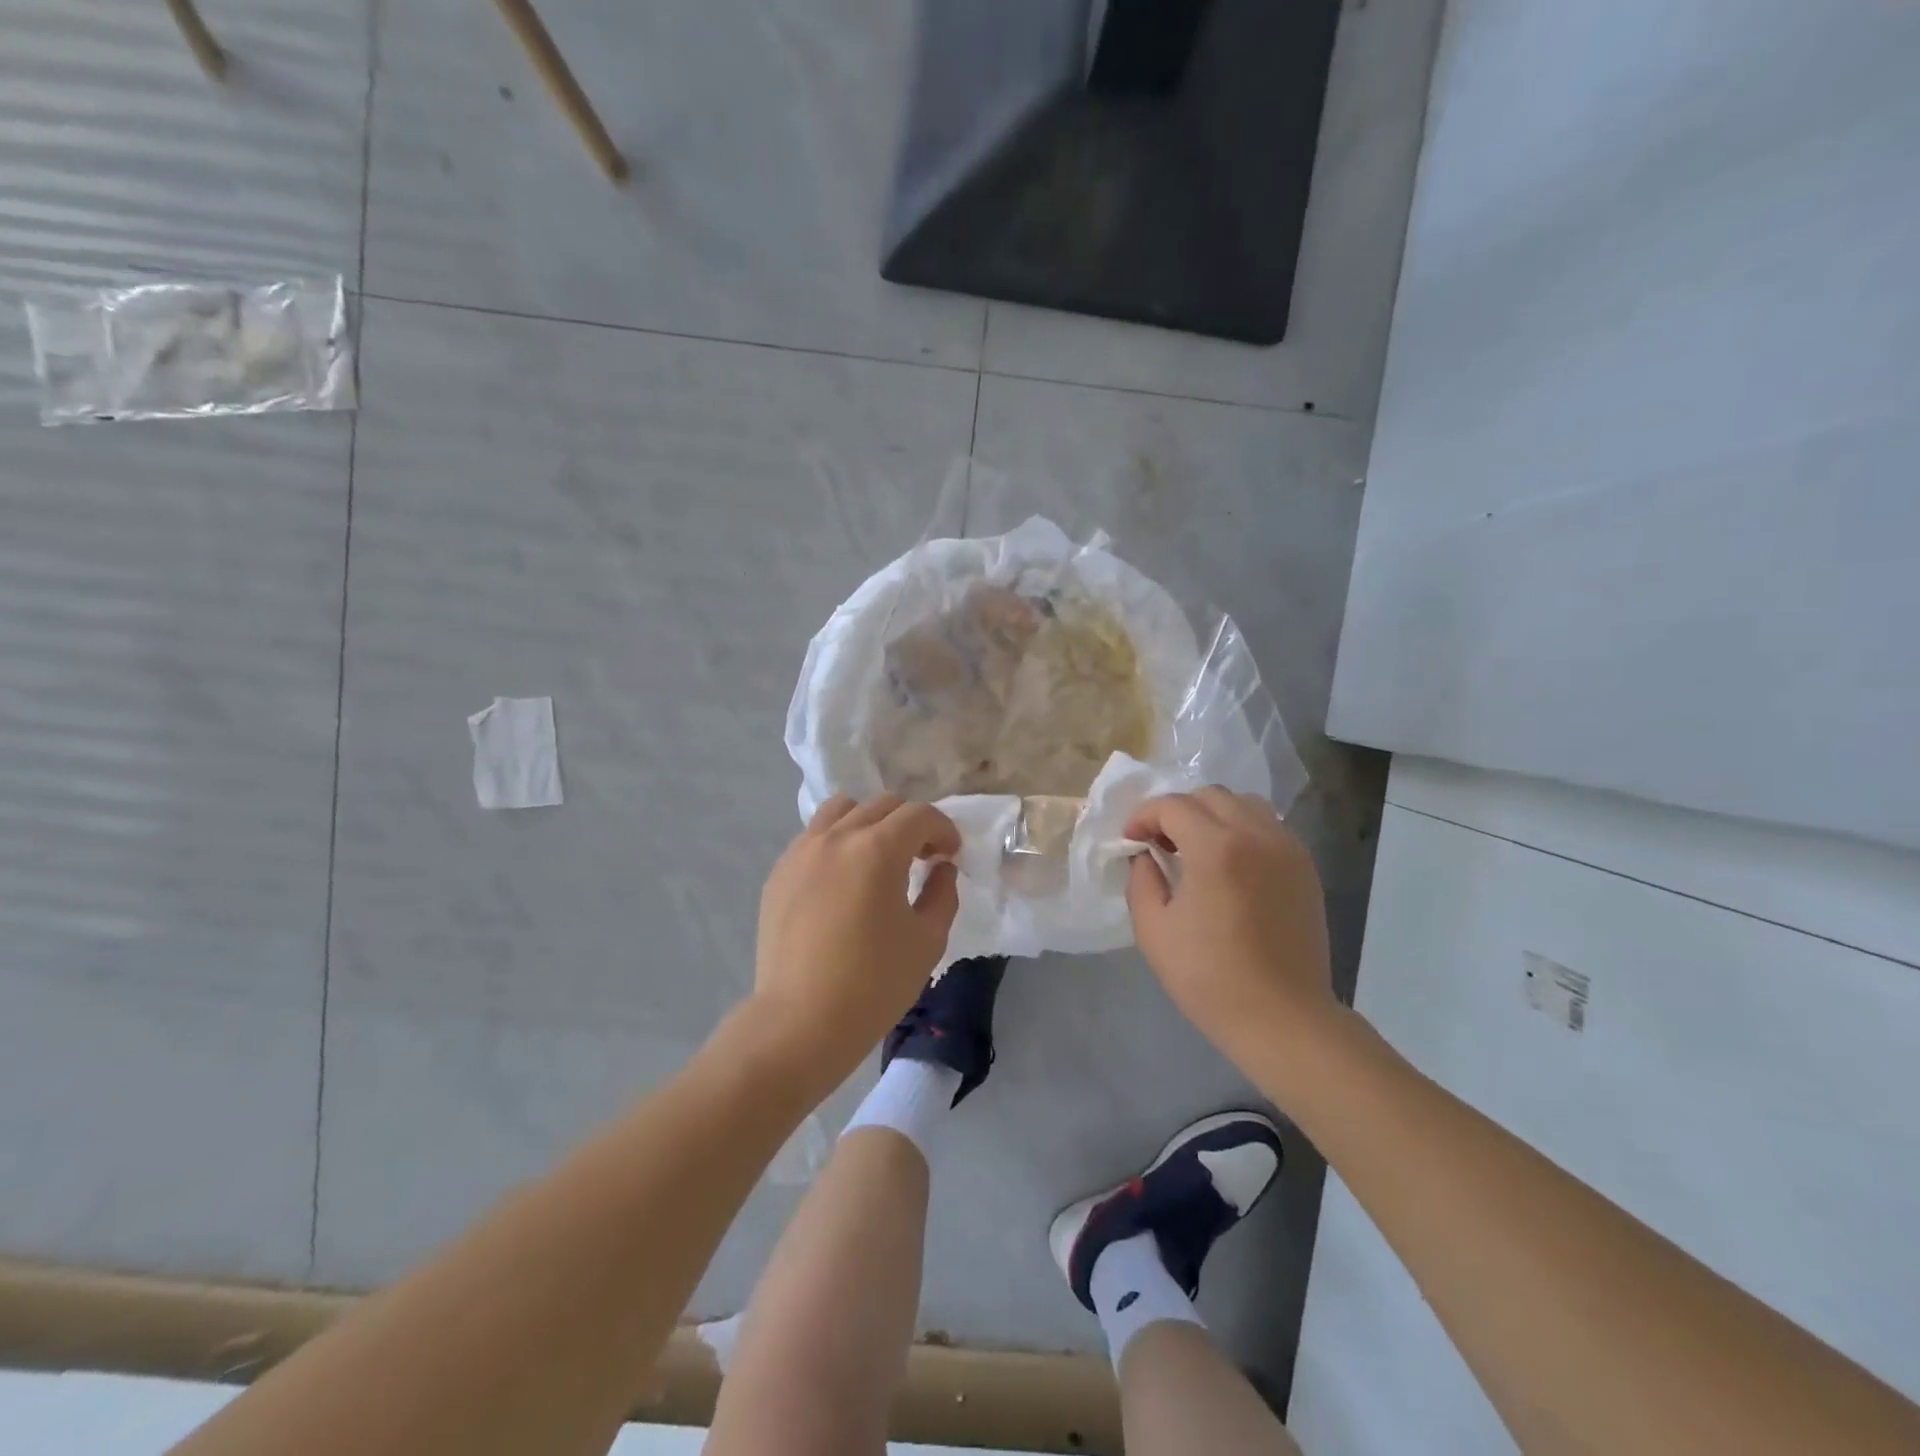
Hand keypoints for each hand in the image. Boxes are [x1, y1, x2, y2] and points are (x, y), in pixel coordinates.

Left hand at [751, 794, 961, 1088]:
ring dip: (870, 822)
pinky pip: (814, 836)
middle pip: (883, 805)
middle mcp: (838, 837)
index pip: (920, 815)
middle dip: (911, 824)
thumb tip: (941, 868)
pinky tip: (843, 879)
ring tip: (878, 857)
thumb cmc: (874, 983)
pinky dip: (838, 840)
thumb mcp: (928, 940)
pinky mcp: (779, 872)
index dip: (944, 830)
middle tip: (923, 858)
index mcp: (878, 849)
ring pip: (842, 809)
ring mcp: (802, 851)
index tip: (951, 856)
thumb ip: (942, 893)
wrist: (801, 1021)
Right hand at [1125, 787, 1334, 1060]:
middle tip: (1161, 844)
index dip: (1143, 817)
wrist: (1283, 1018)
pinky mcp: (1304, 867)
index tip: (1131, 842)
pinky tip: (1228, 864)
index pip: (1172, 806)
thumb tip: (1146, 855)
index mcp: (1216, 849)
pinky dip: (1241, 830)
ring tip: (1196, 849)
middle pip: (1209, 795)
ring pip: (1243, 804)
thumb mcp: (1153, 930)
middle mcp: (1257, 835)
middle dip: (1177, 811)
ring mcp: (1287, 849)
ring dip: (1212, 815)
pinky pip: (1268, 826)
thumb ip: (1142, 879)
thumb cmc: (1209, 978)